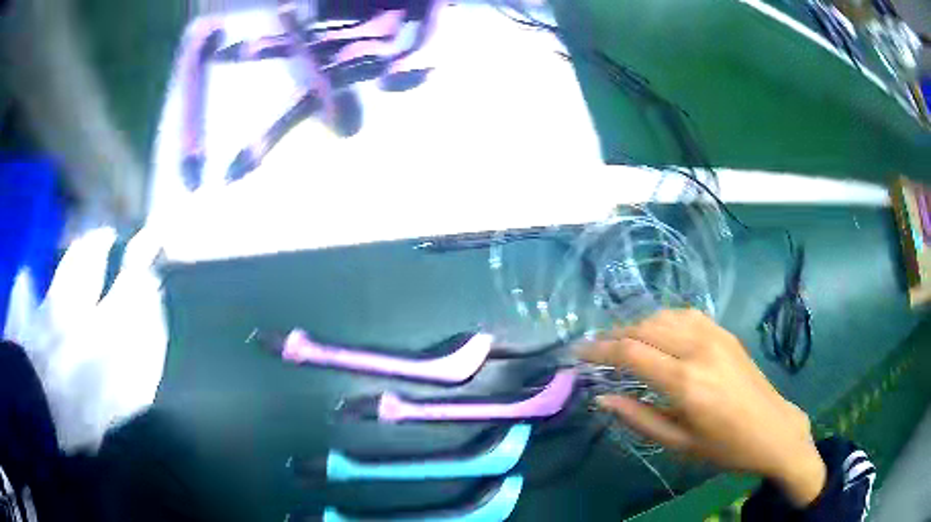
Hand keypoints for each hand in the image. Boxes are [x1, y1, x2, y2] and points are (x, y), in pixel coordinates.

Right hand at [580, 309, 825, 507]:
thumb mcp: (678, 443)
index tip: (577, 353)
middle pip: (644, 328)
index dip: (599, 350)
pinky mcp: (725, 333)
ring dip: (637, 325)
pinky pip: (686, 315)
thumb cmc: (724, 446)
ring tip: (621, 342)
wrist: (772, 429)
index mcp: (685, 382)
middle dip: (613, 336)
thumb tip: (602, 399)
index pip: (631, 353)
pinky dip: (663, 319)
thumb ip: (638, 418)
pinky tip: (657, 332)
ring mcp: (714, 335)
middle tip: (594, 349)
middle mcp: (698, 349)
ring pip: (664, 316)